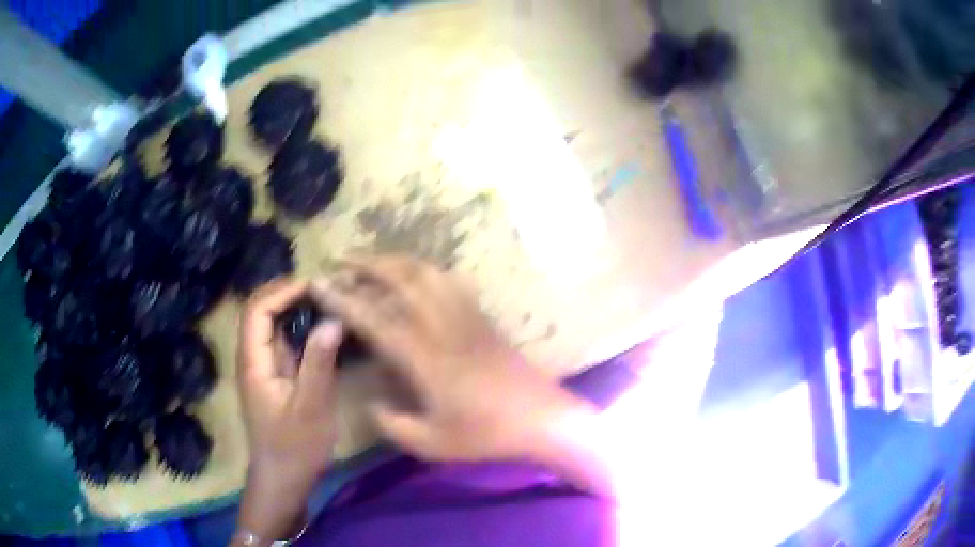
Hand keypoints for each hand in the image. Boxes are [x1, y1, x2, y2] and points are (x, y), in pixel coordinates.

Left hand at [235, 279, 341, 542]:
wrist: (283, 478)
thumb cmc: (294, 446)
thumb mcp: (311, 407)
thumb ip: (319, 363)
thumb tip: (333, 319)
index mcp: (253, 361)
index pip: (257, 310)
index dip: (283, 291)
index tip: (316, 286)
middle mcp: (253, 357)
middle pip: (261, 311)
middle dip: (289, 293)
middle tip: (325, 290)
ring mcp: (264, 367)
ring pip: (273, 325)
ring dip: (295, 309)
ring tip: (328, 302)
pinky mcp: (276, 377)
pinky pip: (284, 342)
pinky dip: (301, 329)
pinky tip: (324, 330)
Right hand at [311, 256, 590, 462]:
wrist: (541, 418)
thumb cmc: (486, 433)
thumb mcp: (431, 443)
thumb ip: (392, 423)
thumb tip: (372, 403)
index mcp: (424, 356)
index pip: (374, 318)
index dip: (343, 299)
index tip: (319, 283)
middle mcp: (442, 325)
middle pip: (402, 278)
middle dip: (368, 263)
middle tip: (342, 259)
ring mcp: (466, 316)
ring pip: (427, 272)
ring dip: (396, 261)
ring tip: (374, 262)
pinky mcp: (483, 317)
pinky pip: (451, 281)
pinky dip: (427, 271)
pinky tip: (419, 276)